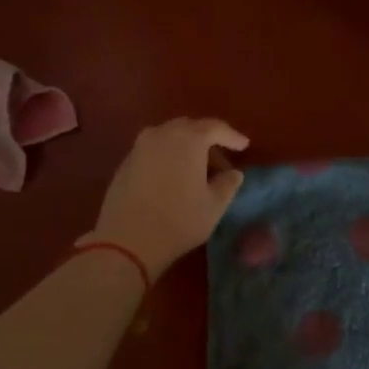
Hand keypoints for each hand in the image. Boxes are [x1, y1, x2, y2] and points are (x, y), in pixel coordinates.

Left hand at [82, 118, 248, 279]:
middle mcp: (162, 134)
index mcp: (188, 139)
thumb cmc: (179, 220)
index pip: (215, 128)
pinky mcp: (125, 164)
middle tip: (219, 159)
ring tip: (196, 169)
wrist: (127, 241)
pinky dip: (168, 157)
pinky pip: (153, 151)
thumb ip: (228, 184)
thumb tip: (233, 174)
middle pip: (190, 128)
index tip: (244, 146)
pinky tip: (173, 178)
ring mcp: (139, 148)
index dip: (232, 136)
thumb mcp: (214, 205)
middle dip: (207, 140)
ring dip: (185, 148)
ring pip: (169, 138)